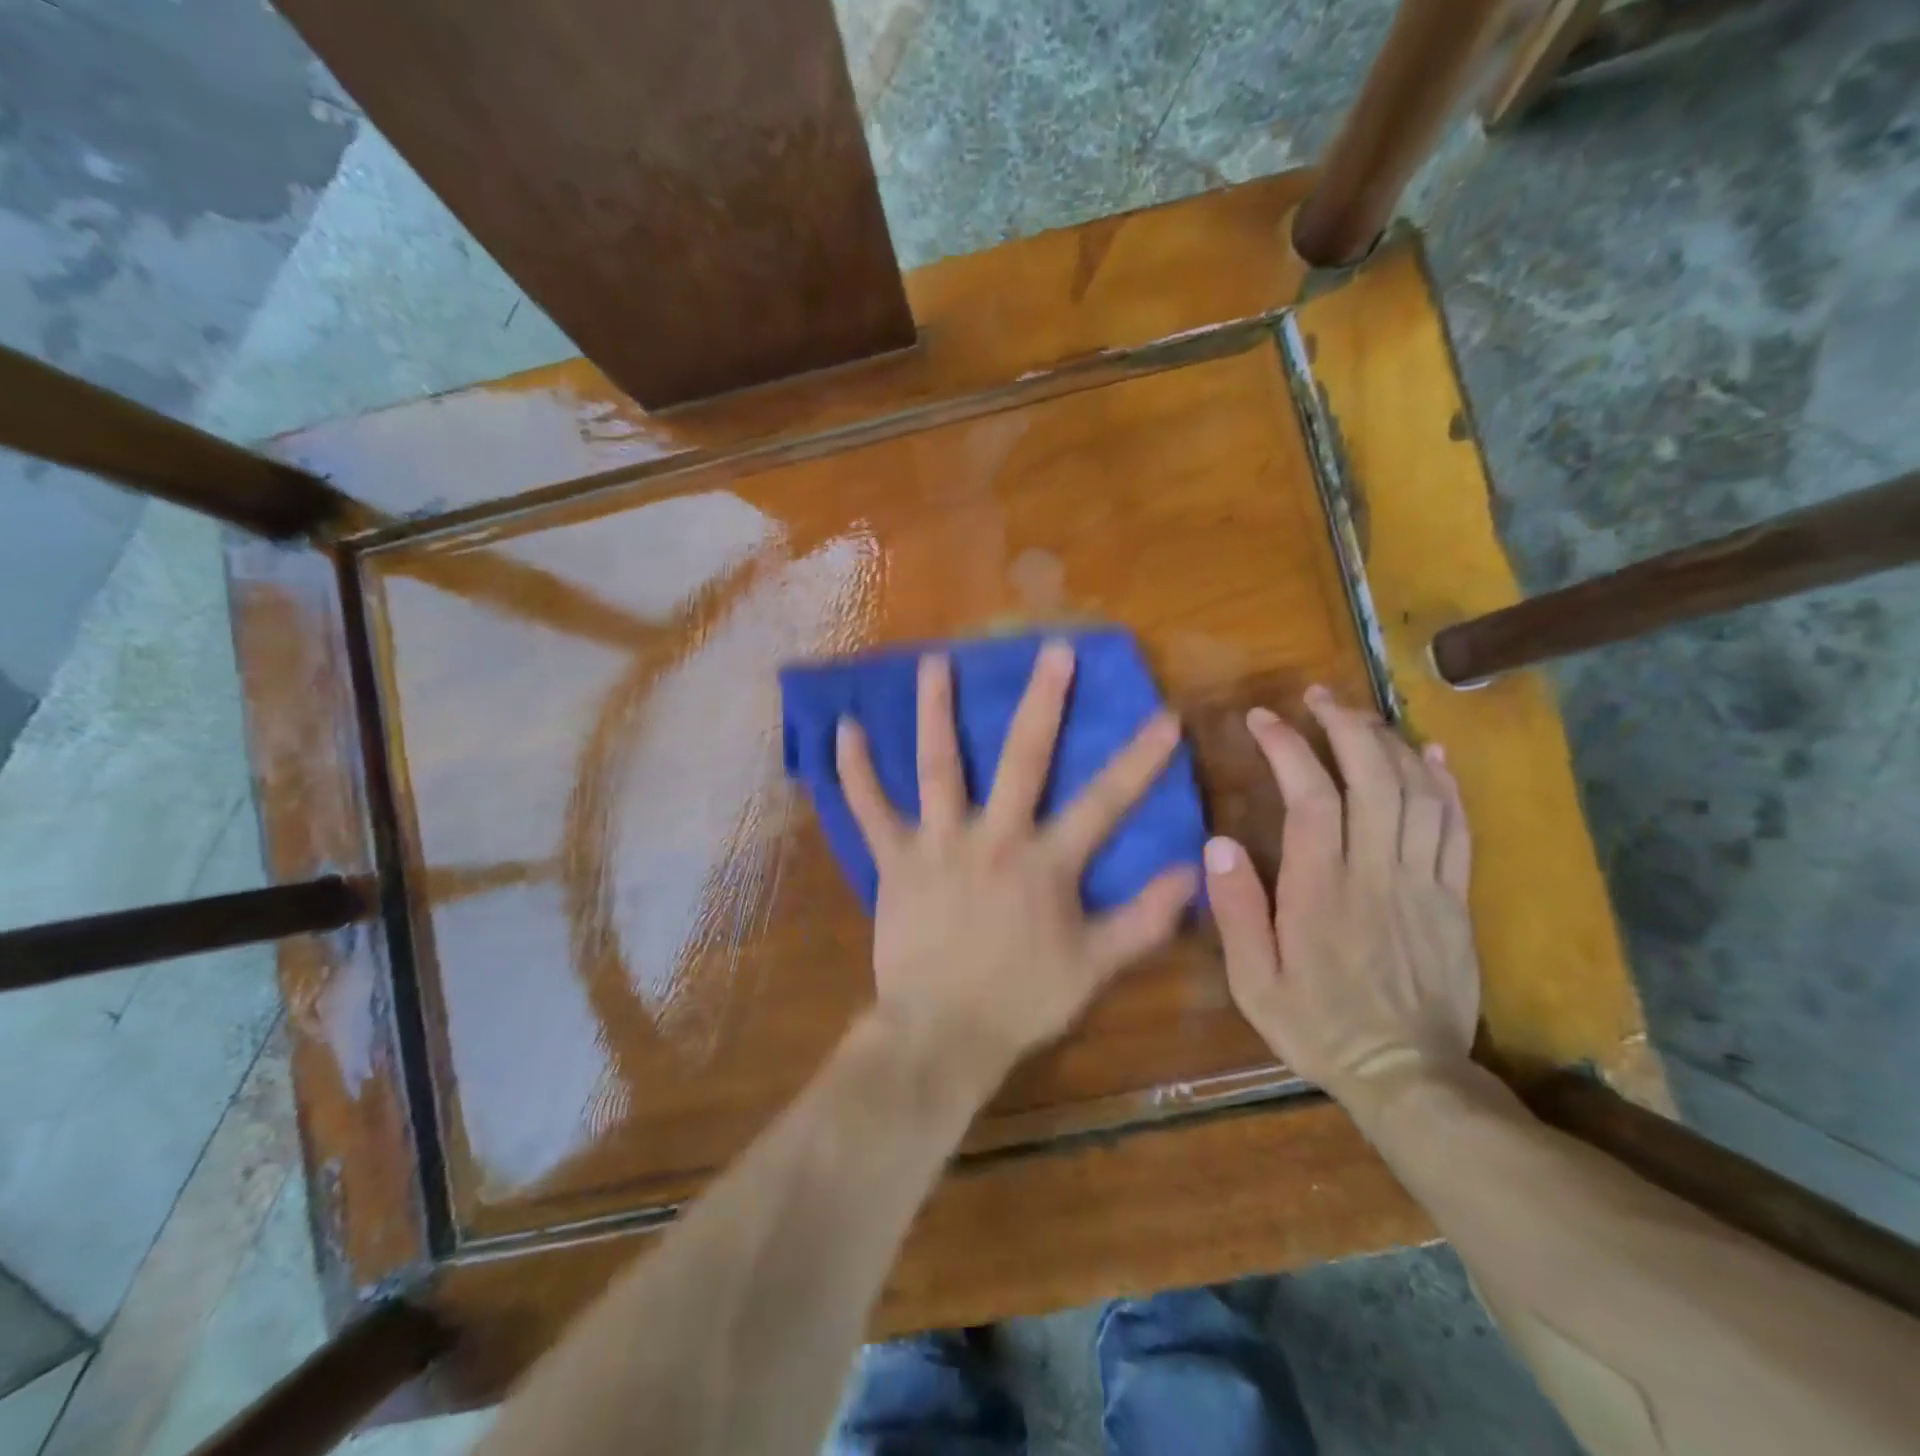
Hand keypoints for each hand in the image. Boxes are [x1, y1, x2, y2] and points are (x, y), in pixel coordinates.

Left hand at [836, 641, 1198, 1078]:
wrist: (941, 1033)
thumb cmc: (1021, 1000)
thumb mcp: (1094, 967)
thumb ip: (1144, 919)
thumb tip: (1192, 873)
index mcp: (1045, 863)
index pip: (1105, 803)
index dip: (1139, 760)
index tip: (1164, 717)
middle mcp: (993, 838)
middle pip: (1022, 759)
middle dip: (1043, 702)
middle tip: (1053, 650)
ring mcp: (938, 844)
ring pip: (938, 766)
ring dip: (937, 712)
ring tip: (936, 662)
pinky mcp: (894, 859)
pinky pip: (869, 809)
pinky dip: (855, 770)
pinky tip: (844, 728)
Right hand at [1203, 686, 1479, 1120]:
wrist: (1408, 1075)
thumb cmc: (1317, 1025)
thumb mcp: (1253, 982)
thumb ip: (1237, 911)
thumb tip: (1218, 842)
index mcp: (1321, 890)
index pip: (1310, 796)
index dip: (1288, 748)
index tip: (1263, 719)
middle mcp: (1377, 873)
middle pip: (1372, 778)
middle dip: (1344, 726)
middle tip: (1317, 697)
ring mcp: (1424, 883)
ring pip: (1418, 793)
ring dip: (1390, 743)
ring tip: (1360, 714)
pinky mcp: (1454, 898)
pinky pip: (1458, 828)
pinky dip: (1446, 783)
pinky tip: (1432, 753)